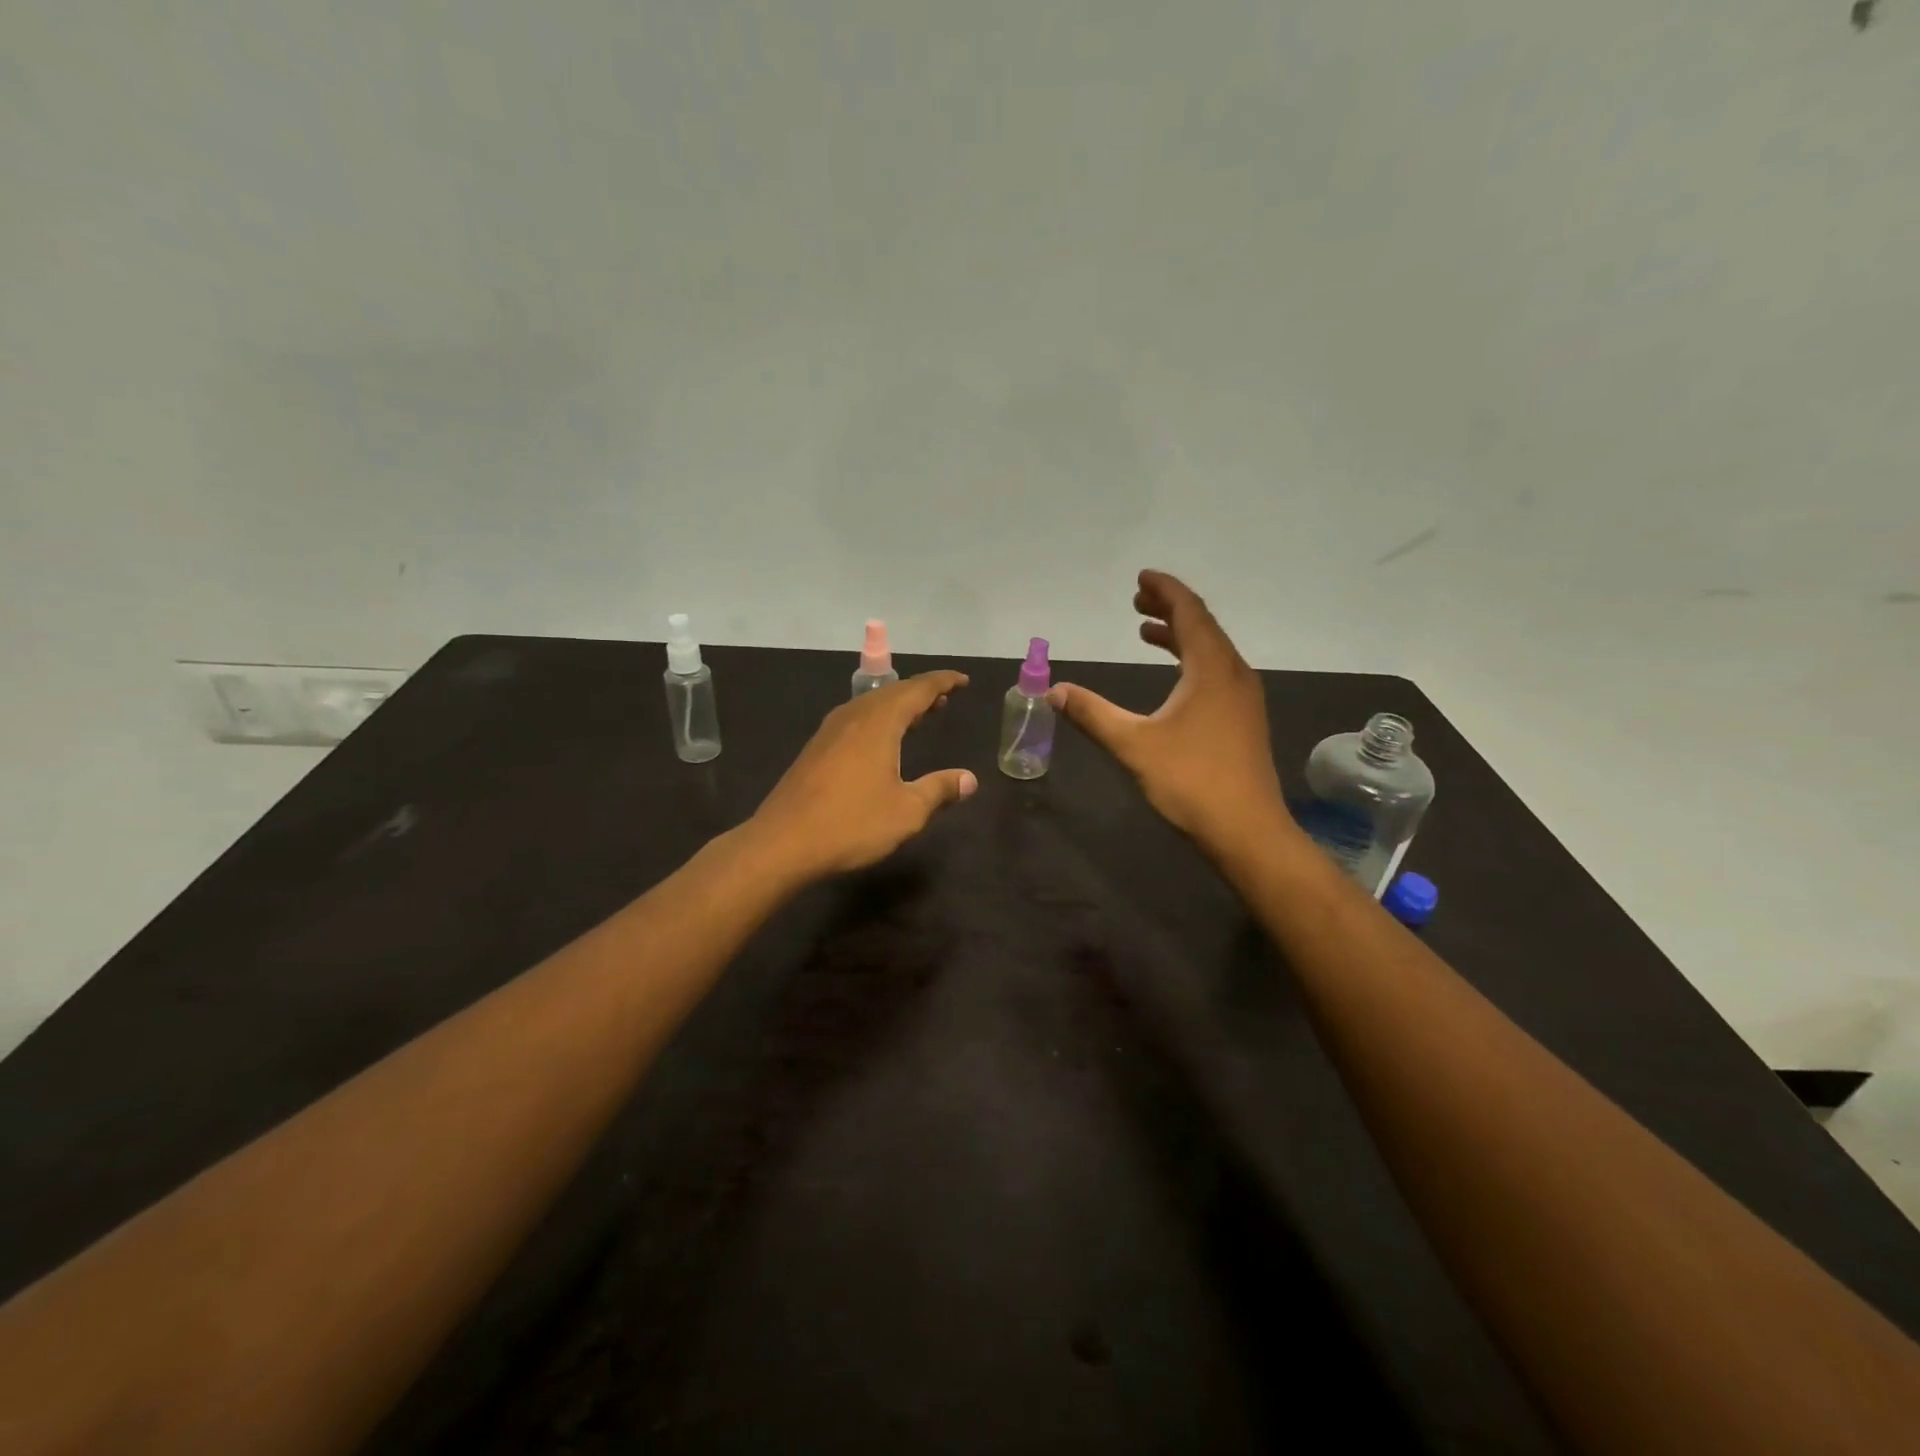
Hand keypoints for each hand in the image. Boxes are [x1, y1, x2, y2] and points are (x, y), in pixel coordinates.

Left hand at [751, 670, 976, 878]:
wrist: (782, 843)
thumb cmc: (851, 823)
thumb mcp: (906, 811)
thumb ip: (939, 790)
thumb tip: (969, 779)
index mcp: (879, 722)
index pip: (918, 689)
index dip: (943, 682)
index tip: (964, 680)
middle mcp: (853, 717)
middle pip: (893, 692)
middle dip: (921, 693)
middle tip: (945, 699)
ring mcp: (830, 732)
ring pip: (871, 705)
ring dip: (898, 706)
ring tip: (920, 716)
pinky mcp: (816, 749)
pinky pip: (856, 720)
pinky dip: (879, 720)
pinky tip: (881, 741)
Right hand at [1049, 570, 1290, 850]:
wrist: (1247, 831)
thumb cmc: (1191, 781)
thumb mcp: (1133, 745)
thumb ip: (1092, 714)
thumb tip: (1053, 690)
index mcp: (1212, 669)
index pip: (1190, 613)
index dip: (1165, 590)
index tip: (1141, 577)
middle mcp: (1234, 674)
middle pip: (1203, 626)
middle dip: (1170, 609)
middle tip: (1136, 600)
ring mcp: (1243, 698)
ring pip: (1211, 651)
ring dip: (1180, 635)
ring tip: (1146, 630)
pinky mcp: (1243, 720)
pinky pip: (1216, 672)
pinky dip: (1190, 661)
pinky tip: (1173, 678)